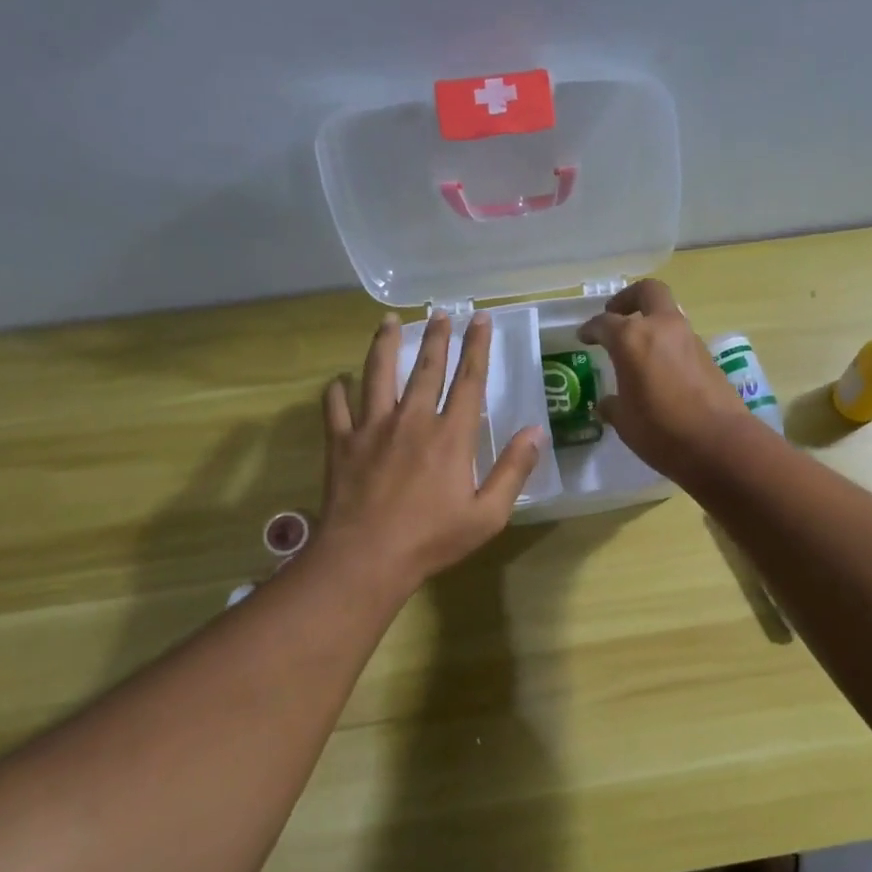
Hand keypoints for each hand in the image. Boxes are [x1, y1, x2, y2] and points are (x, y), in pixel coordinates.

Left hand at [316, 312, 543, 584]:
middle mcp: (413, 420)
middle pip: (426, 368)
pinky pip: (336, 408)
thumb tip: (535, 432)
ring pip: (378, 375)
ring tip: (388, 321)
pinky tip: (338, 380)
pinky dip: (336, 391)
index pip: (469, 380)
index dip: (477, 347)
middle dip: (436, 337)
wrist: (366, 559)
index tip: (480, 319)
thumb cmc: (432, 539)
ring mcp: (372, 428)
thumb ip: (513, 470)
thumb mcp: (488, 514)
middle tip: (441, 312)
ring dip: (385, 345)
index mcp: (451, 436)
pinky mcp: (341, 444)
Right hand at [577, 280, 758, 479]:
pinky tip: (659, 372)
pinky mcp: (708, 357)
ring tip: (637, 351)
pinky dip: (667, 346)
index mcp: (632, 339)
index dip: (591, 329)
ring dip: (652, 324)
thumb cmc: (661, 431)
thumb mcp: (625, 422)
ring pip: (668, 315)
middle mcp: (662, 328)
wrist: (719, 443)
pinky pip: (681, 340)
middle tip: (615, 316)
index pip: (605, 323)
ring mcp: (689, 340)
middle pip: (647, 292)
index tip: (584, 336)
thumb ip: (613, 405)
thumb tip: (607, 402)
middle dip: (629, 299)